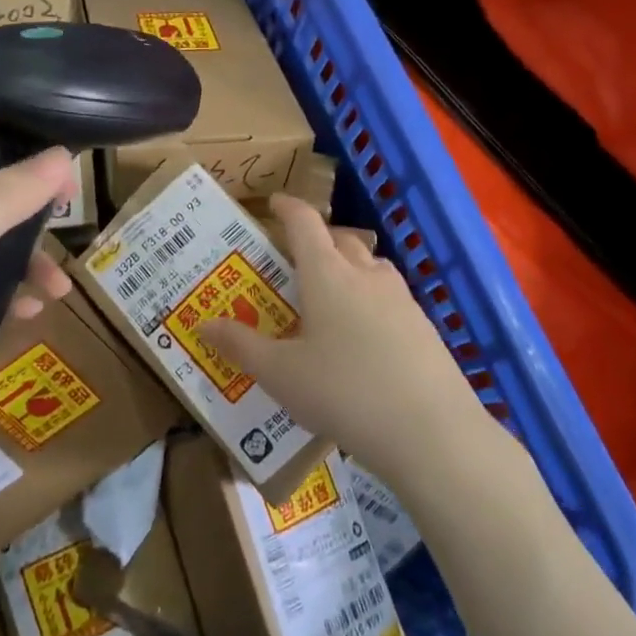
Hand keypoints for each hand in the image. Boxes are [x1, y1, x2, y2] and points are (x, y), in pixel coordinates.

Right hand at [200, 195, 522, 489]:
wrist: (432, 432)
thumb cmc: (344, 393)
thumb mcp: (280, 374)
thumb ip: (241, 346)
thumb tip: (203, 324)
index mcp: (327, 275)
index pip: (304, 223)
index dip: (287, 208)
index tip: (273, 203)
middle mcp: (366, 275)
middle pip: (341, 240)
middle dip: (317, 240)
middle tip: (295, 259)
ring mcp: (402, 299)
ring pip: (371, 267)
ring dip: (349, 267)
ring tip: (331, 296)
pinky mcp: (425, 327)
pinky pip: (391, 298)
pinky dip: (371, 301)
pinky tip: (365, 339)